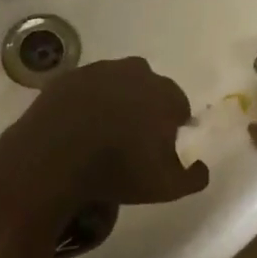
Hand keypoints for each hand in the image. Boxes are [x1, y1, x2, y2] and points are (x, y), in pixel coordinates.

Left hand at [0, 57, 210, 209]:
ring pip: (116, 83)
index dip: (173, 125)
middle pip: (148, 87)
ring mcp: (98, 70)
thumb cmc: (118, 170)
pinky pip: (85, 88)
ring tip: (103, 130)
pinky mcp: (67, 77)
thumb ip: (194, 177)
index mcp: (164, 94)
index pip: (179, 105)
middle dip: (146, 106)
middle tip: (133, 137)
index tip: (162, 145)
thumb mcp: (167, 187)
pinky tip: (78, 125)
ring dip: (115, 100)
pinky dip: (85, 102)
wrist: (54, 157)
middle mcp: (135, 73)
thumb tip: (202, 166)